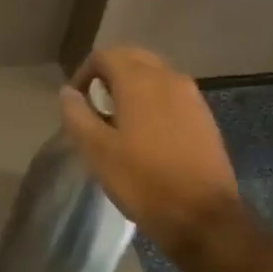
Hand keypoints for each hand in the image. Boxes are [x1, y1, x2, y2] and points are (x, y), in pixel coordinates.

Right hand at [60, 48, 242, 256]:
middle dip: (110, 74)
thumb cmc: (143, 181)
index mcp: (139, 80)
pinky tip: (148, 133)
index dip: (85, 73)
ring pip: (155, 74)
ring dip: (134, 86)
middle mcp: (168, 77)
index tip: (77, 102)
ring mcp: (191, 96)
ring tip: (120, 119)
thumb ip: (77, 114)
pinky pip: (172, 94)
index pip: (105, 55)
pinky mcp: (204, 116)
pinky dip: (154, 100)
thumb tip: (68, 92)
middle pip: (132, 58)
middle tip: (96, 105)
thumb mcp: (96, 151)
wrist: (204, 216)